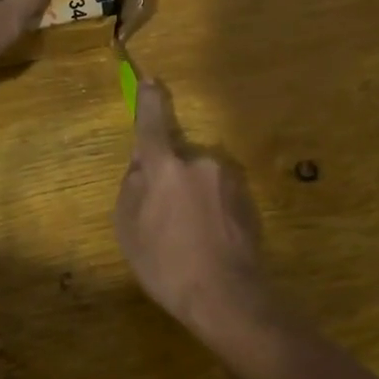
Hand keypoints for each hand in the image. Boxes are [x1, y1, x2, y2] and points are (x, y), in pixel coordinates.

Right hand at [115, 80, 272, 338]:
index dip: (149, 101)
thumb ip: (133, 187)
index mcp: (166, 166)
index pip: (153, 123)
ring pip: (200, 178)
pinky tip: (209, 242)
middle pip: (177, 159)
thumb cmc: (167, 264)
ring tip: (189, 239)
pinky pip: (219, 195)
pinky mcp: (249, 199)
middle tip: (163, 220)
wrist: (228, 297)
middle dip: (169, 178)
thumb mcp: (129, 229)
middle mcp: (201, 162)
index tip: (150, 81)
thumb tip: (142, 166)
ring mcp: (230, 180)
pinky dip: (211, 210)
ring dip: (192, 196)